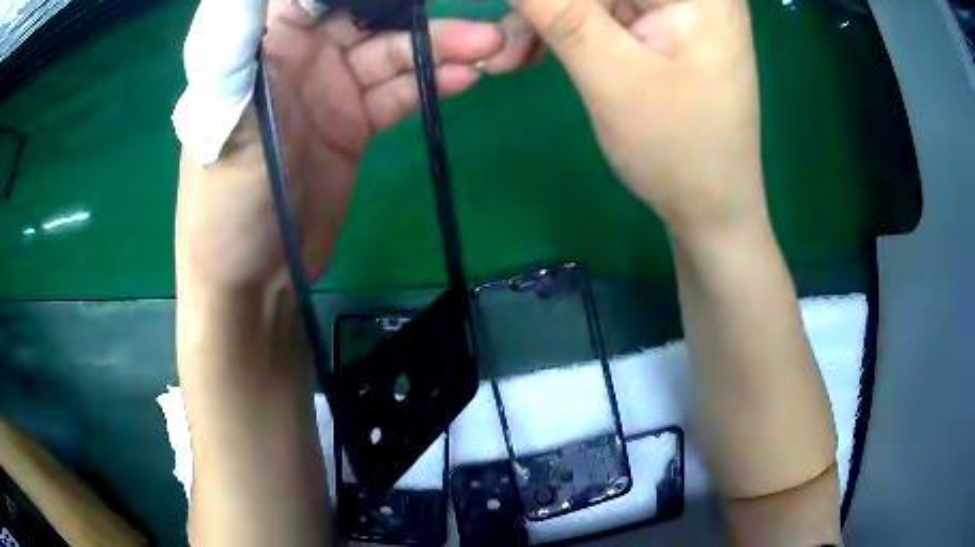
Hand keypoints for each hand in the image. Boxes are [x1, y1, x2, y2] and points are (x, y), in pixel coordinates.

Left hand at [175, 1, 503, 292]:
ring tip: (489, 47)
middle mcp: (299, 56)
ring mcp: (331, 88)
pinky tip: (466, 78)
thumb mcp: (225, 122)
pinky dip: (432, 84)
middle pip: (365, 14)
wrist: (254, 278)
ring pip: (392, 52)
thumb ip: (237, 49)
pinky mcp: (354, 123)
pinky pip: (400, 92)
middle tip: (473, 20)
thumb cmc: (224, 204)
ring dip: (440, 48)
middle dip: (415, 13)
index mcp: (263, 45)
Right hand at [489, 0, 765, 239]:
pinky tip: (535, 52)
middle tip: (503, 45)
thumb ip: (556, 10)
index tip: (516, 14)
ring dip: (547, 20)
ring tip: (511, 57)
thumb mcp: (610, 72)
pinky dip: (565, 30)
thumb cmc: (677, 149)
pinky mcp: (661, 25)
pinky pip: (601, 12)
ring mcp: (677, 7)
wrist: (710, 208)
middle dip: (547, 8)